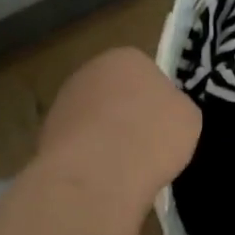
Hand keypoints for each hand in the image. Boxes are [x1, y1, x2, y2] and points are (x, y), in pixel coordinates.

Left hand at [36, 48, 202, 210]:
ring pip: (95, 119)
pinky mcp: (46, 135)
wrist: (98, 174)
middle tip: (147, 144)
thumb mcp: (188, 118)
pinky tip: (102, 176)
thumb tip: (164, 113)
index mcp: (127, 57)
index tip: (166, 125)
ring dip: (106, 136)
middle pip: (117, 93)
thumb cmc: (152, 135)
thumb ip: (175, 107)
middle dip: (129, 115)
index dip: (159, 100)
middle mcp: (90, 71)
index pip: (147, 72)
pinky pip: (79, 144)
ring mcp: (64, 102)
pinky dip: (89, 157)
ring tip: (125, 166)